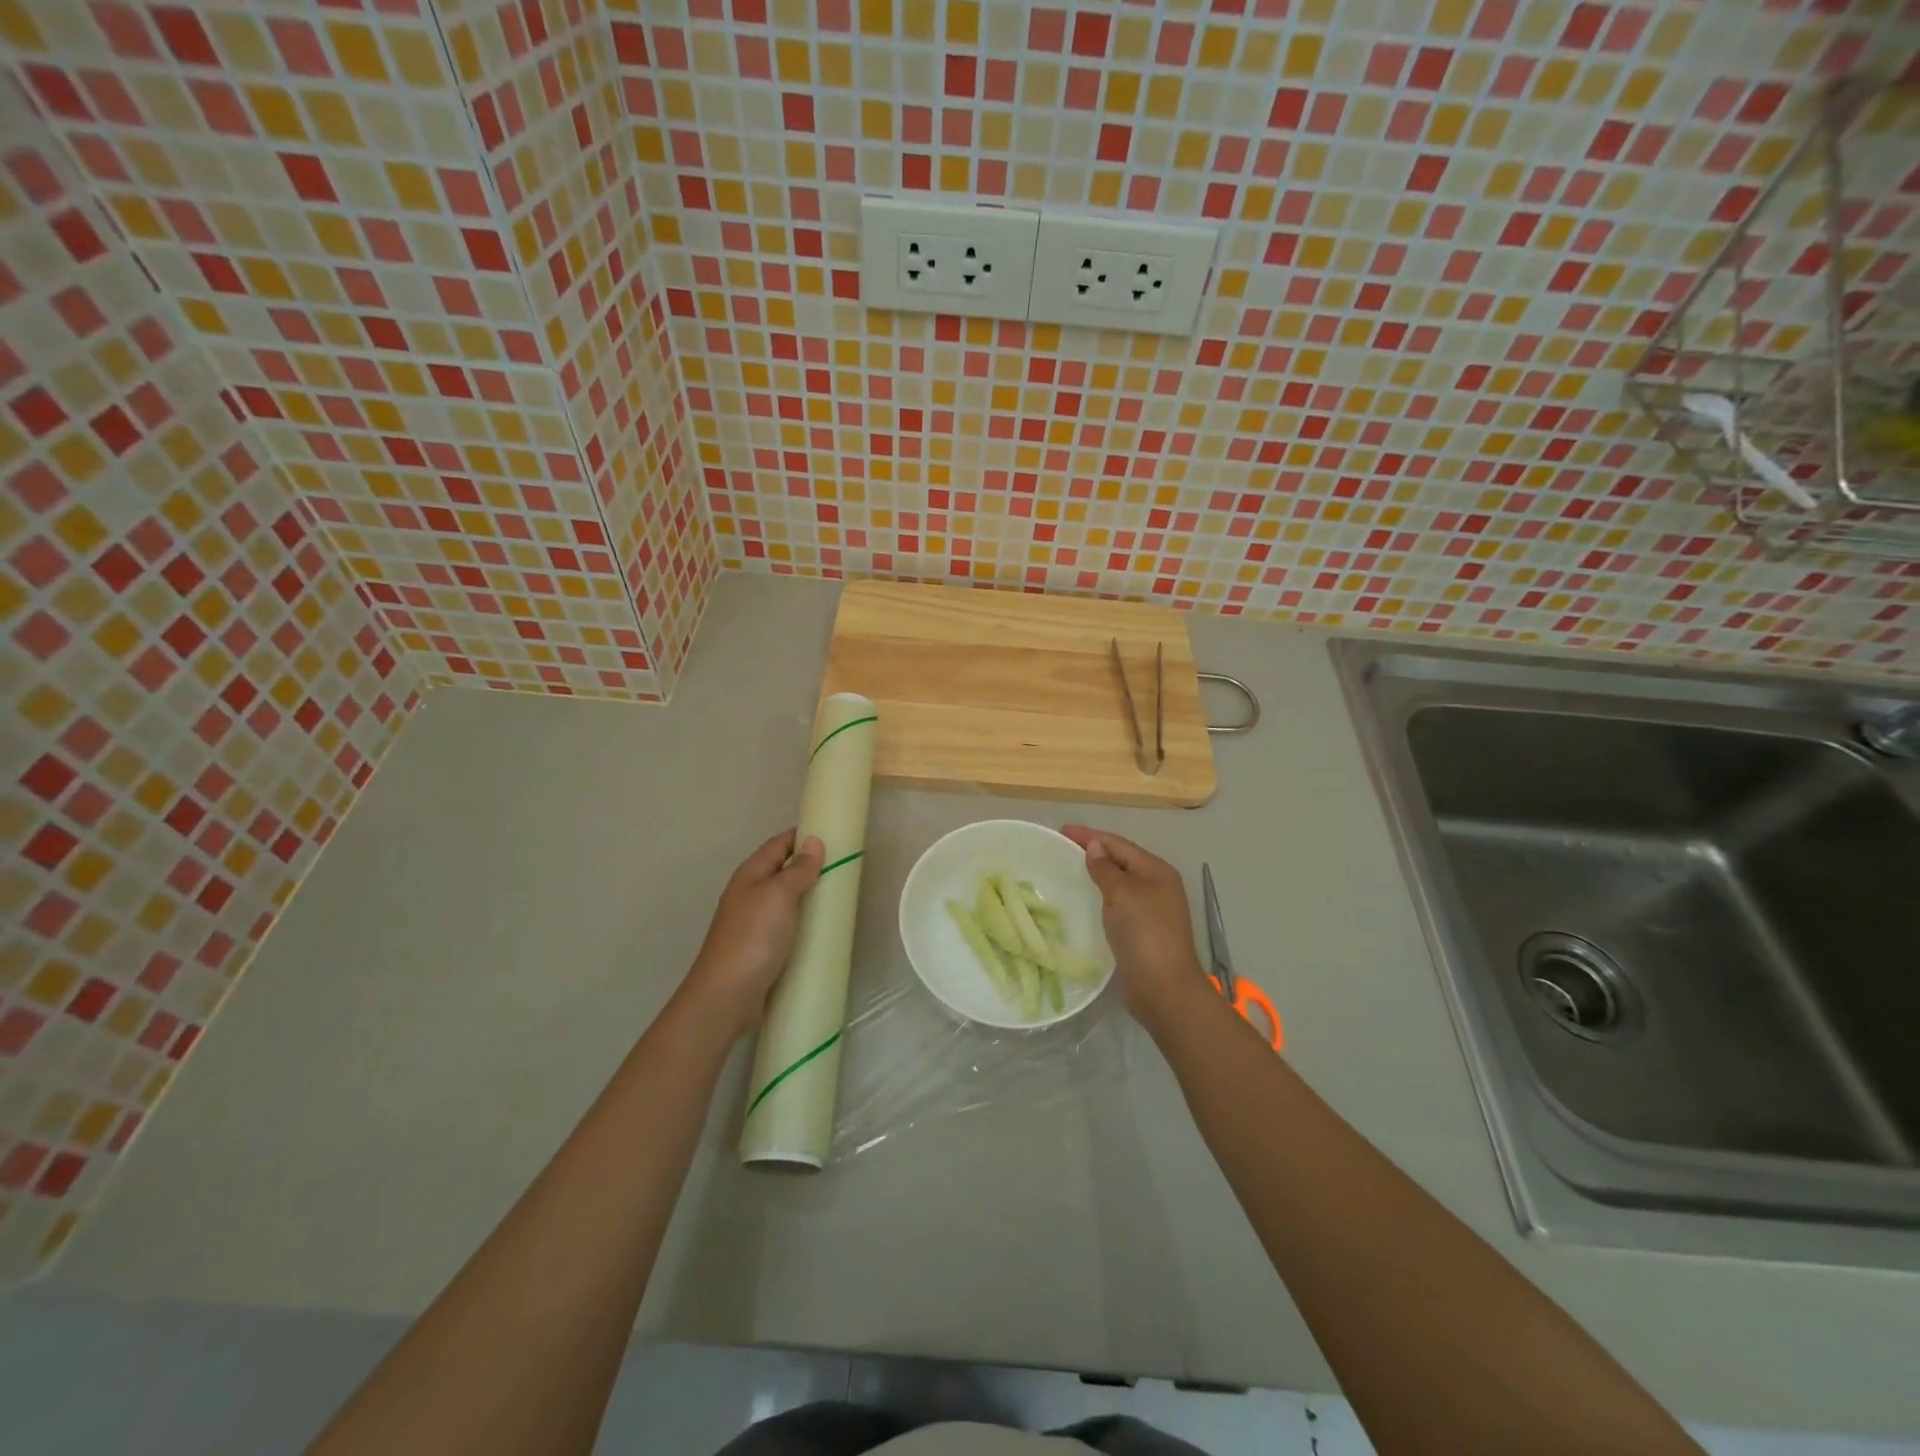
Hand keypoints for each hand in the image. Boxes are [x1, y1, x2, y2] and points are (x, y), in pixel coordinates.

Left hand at [684, 829, 823, 1035]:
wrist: (726, 996)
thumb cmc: (753, 938)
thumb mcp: (778, 895)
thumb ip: (798, 869)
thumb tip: (814, 841)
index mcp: (750, 874)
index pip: (779, 844)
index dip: (803, 835)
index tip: (835, 834)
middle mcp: (750, 894)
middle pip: (783, 870)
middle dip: (811, 866)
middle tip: (845, 867)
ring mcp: (754, 923)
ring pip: (786, 899)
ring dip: (809, 895)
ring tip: (840, 896)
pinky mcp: (762, 948)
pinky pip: (788, 925)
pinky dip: (805, 922)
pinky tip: (822, 930)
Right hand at [1061, 825, 1207, 1026]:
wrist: (1164, 989)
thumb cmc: (1144, 934)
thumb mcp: (1122, 894)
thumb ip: (1106, 869)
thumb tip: (1095, 847)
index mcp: (1157, 871)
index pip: (1119, 844)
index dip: (1090, 836)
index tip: (1061, 830)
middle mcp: (1157, 886)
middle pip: (1121, 861)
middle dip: (1094, 852)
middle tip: (1061, 848)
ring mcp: (1151, 910)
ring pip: (1119, 883)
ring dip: (1097, 875)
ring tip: (1068, 870)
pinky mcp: (1142, 931)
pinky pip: (1117, 904)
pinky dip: (1100, 897)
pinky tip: (1084, 901)